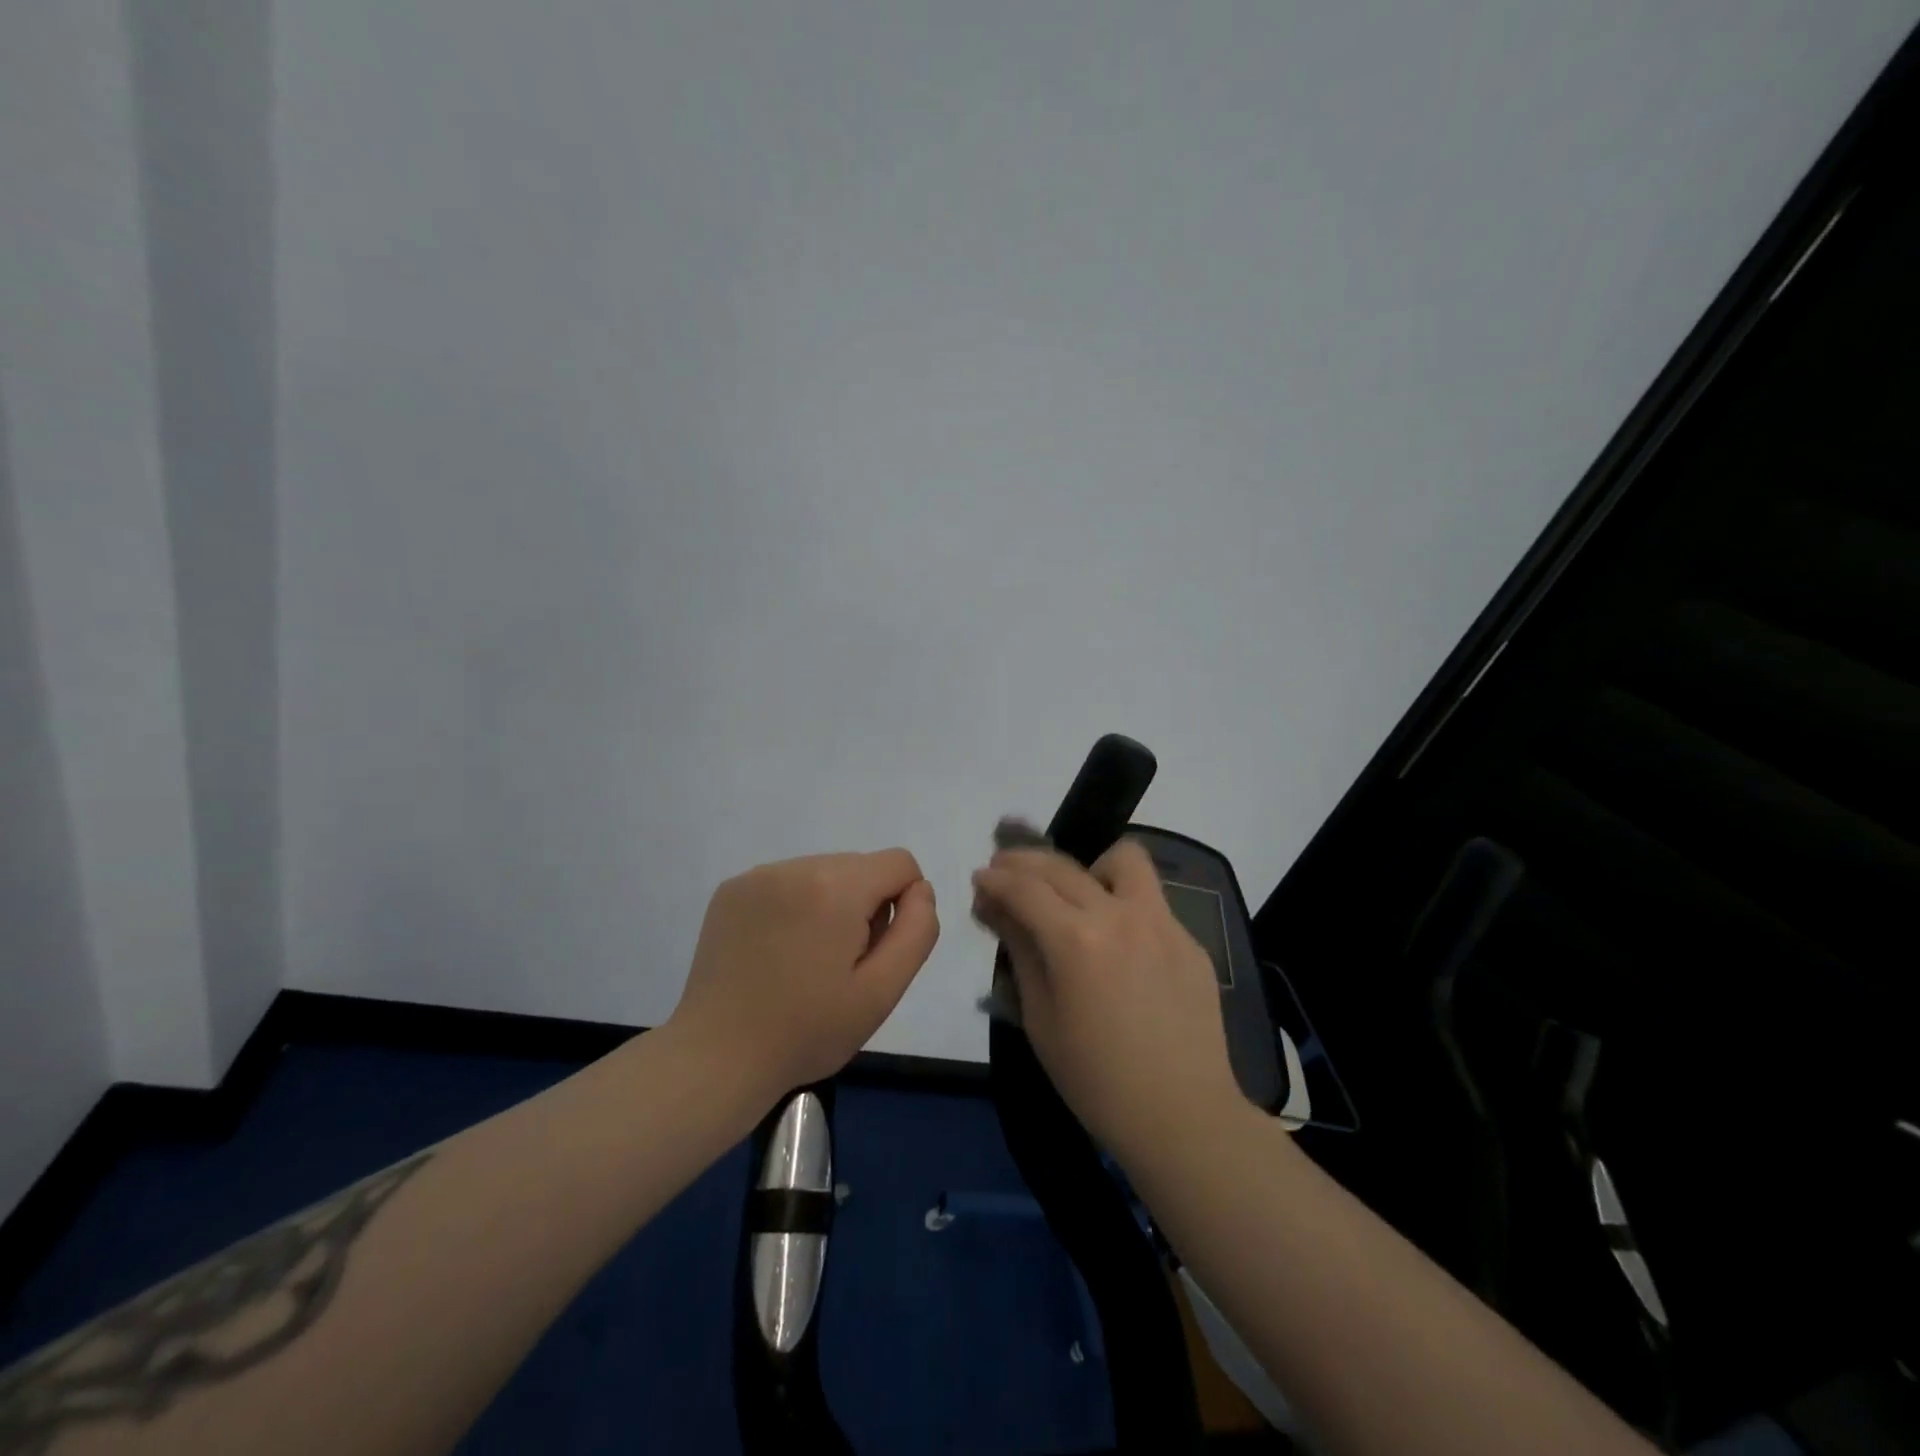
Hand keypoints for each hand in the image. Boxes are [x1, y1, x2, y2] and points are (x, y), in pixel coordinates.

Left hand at [669, 849, 939, 1105]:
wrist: (717, 1058)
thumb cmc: (807, 1032)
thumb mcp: (882, 991)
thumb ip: (917, 930)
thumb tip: (919, 890)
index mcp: (836, 887)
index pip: (900, 864)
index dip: (903, 906)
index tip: (874, 951)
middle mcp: (796, 866)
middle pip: (861, 867)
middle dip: (864, 907)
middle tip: (839, 965)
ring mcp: (758, 875)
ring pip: (824, 872)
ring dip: (829, 906)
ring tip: (805, 961)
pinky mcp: (732, 889)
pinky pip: (787, 881)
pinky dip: (795, 907)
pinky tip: (776, 952)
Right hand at [971, 838, 1242, 1164]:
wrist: (1182, 1117)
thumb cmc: (1096, 1079)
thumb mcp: (1040, 1018)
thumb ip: (1019, 950)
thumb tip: (995, 907)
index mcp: (1077, 939)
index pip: (1024, 888)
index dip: (995, 879)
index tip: (980, 878)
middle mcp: (1120, 915)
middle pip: (1062, 866)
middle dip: (1024, 862)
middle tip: (1005, 871)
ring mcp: (1163, 923)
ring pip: (1123, 860)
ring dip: (1089, 867)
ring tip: (1076, 894)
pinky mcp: (1190, 940)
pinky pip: (1151, 902)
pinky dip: (1123, 905)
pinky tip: (1117, 941)